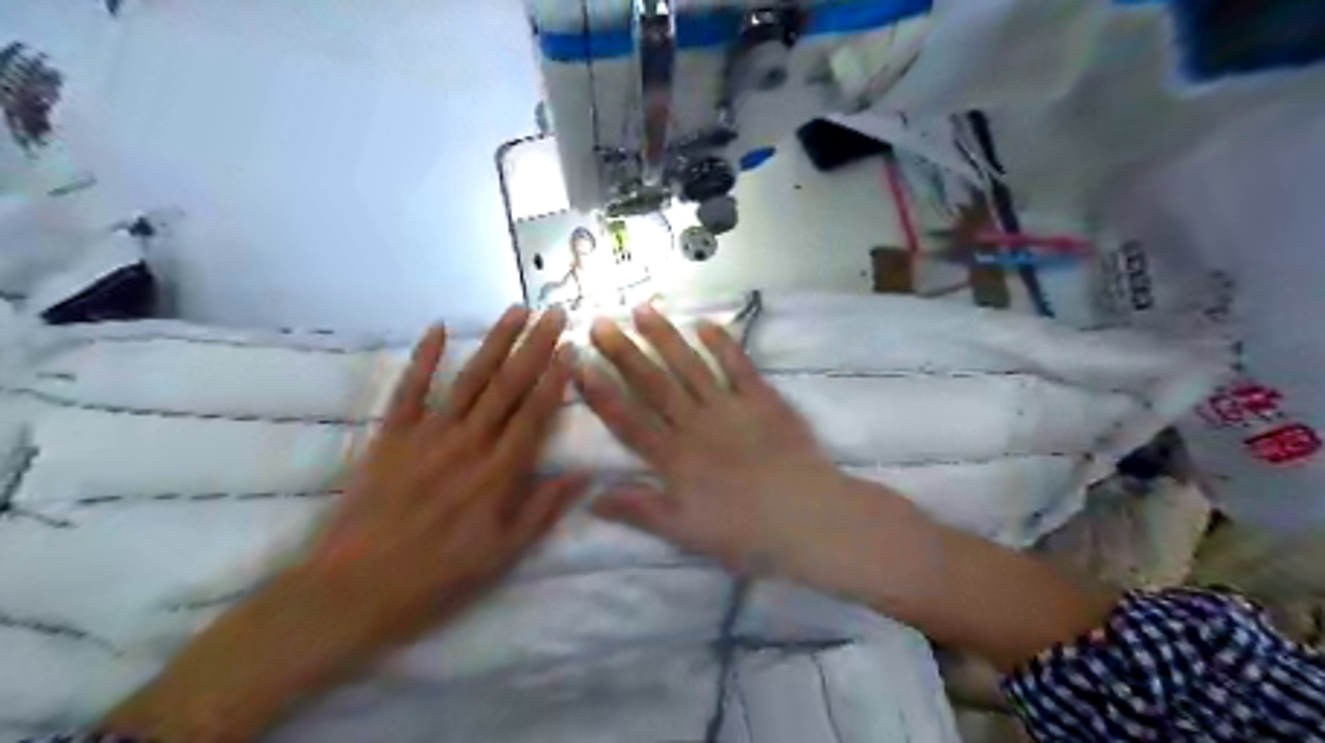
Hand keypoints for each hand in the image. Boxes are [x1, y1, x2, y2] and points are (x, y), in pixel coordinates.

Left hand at [304, 304, 582, 639]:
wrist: (352, 590)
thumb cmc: (436, 578)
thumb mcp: (502, 556)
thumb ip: (542, 509)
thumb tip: (583, 474)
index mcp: (498, 473)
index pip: (534, 413)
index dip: (556, 378)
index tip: (572, 348)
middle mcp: (468, 443)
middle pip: (508, 386)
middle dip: (535, 346)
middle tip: (555, 312)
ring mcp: (427, 435)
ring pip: (469, 379)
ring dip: (495, 342)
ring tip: (517, 310)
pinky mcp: (390, 436)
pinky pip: (409, 389)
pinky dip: (423, 357)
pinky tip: (438, 327)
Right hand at [576, 305, 1108, 668]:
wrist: (811, 520)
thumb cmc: (746, 533)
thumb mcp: (685, 532)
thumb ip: (640, 510)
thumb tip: (592, 498)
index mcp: (675, 459)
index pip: (628, 420)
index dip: (600, 392)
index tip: (577, 364)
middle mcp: (696, 425)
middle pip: (653, 384)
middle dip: (623, 352)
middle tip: (599, 321)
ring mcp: (730, 409)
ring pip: (690, 367)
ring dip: (665, 338)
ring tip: (642, 309)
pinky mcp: (763, 401)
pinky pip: (738, 367)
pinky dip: (722, 344)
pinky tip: (704, 324)